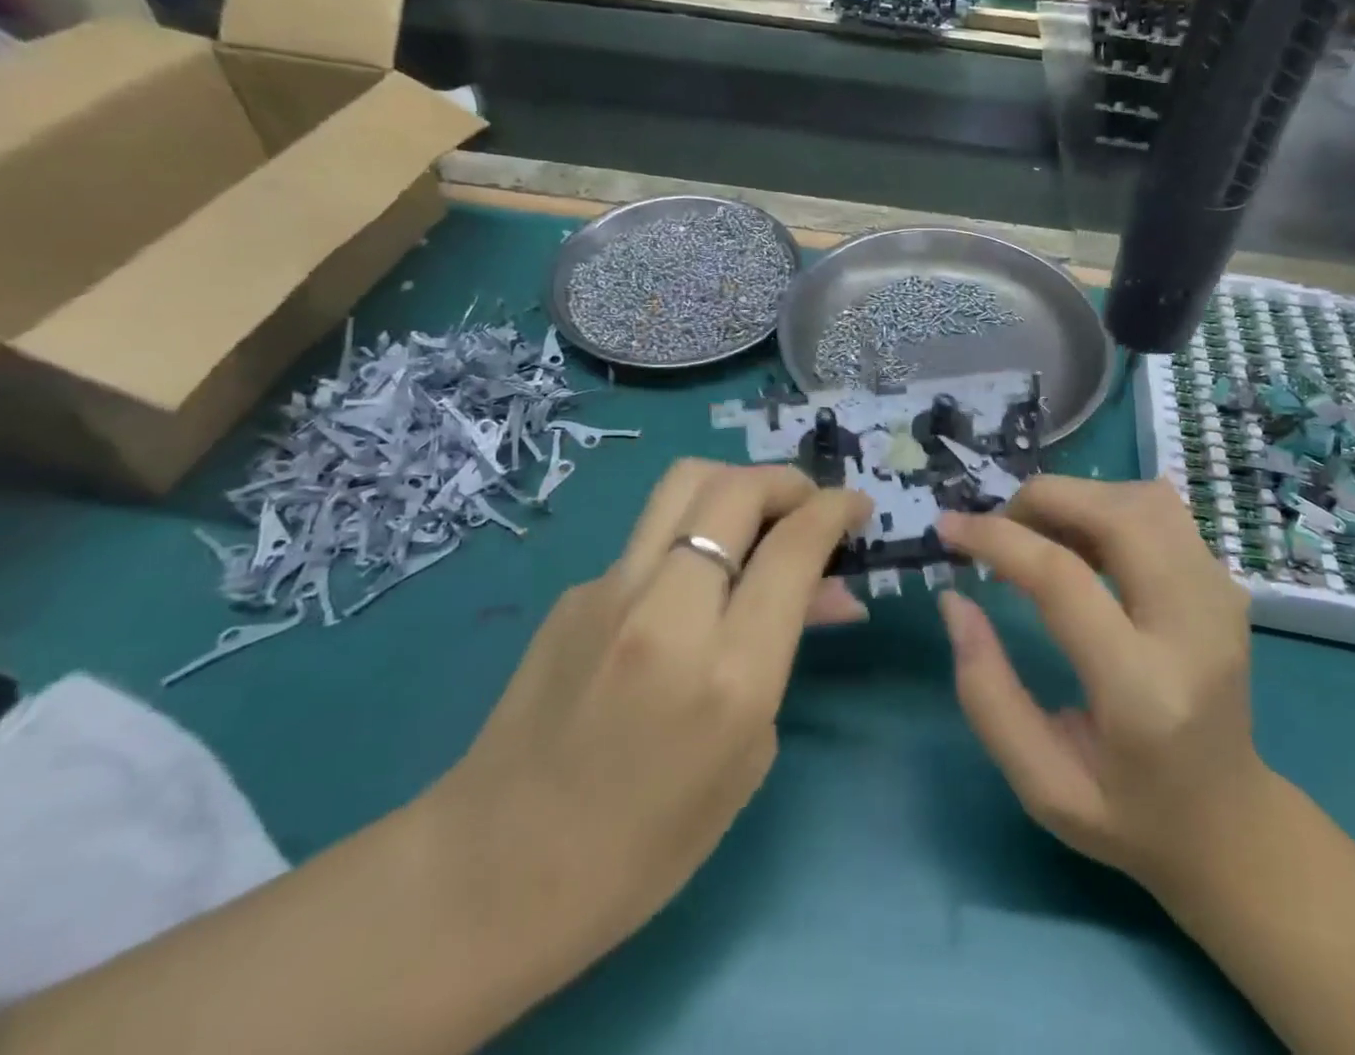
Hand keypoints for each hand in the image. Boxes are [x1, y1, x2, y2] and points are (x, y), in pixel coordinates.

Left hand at [427, 460, 870, 974]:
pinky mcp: (576, 591)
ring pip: (686, 483)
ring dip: (737, 485)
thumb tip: (829, 590)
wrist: (497, 872)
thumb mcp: (748, 752)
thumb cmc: (647, 844)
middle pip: (737, 488)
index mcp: (728, 671)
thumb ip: (787, 650)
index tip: (857, 507)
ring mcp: (611, 591)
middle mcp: (669, 611)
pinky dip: (689, 537)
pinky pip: (651, 535)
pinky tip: (689, 586)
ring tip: (757, 518)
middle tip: (808, 508)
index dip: (836, 510)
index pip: (794, 546)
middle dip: (788, 482)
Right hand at [935, 477, 1264, 900]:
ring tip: (1039, 535)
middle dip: (1042, 500)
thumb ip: (987, 691)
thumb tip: (954, 599)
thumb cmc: (1129, 815)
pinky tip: (1081, 543)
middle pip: (1116, 514)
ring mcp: (1221, 598)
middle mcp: (1194, 628)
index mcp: (1144, 691)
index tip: (948, 528)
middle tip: (999, 528)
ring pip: (1144, 499)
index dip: (997, 539)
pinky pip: (1161, 512)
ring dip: (1078, 499)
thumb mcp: (1040, 784)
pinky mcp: (1224, 584)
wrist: (1230, 824)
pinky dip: (1108, 508)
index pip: (1064, 580)